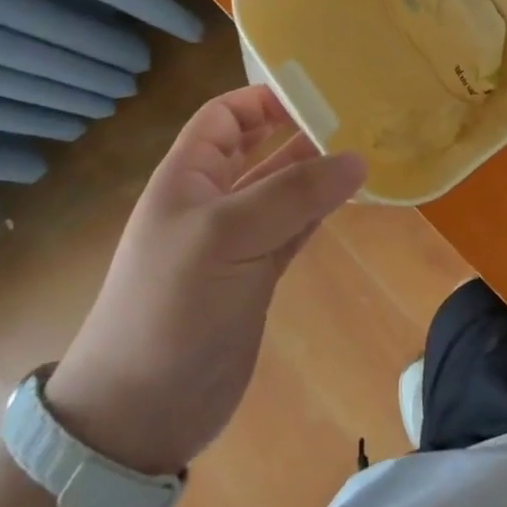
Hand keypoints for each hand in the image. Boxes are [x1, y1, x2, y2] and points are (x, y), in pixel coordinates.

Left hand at [45, 86, 365, 474]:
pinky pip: (295, 228)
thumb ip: (294, 194)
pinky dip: (321, 211)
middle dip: (298, 131)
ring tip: (365, 152)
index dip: (262, 99)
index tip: (315, 93)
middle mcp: (212, 200)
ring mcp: (236, 241)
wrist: (140, 413)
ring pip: (283, 190)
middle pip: (258, 148)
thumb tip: (356, 157)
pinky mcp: (257, 275)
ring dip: (318, 172)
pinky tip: (352, 197)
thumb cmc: (172, 306)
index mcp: (188, 176)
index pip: (224, 116)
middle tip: (353, 118)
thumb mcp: (227, 236)